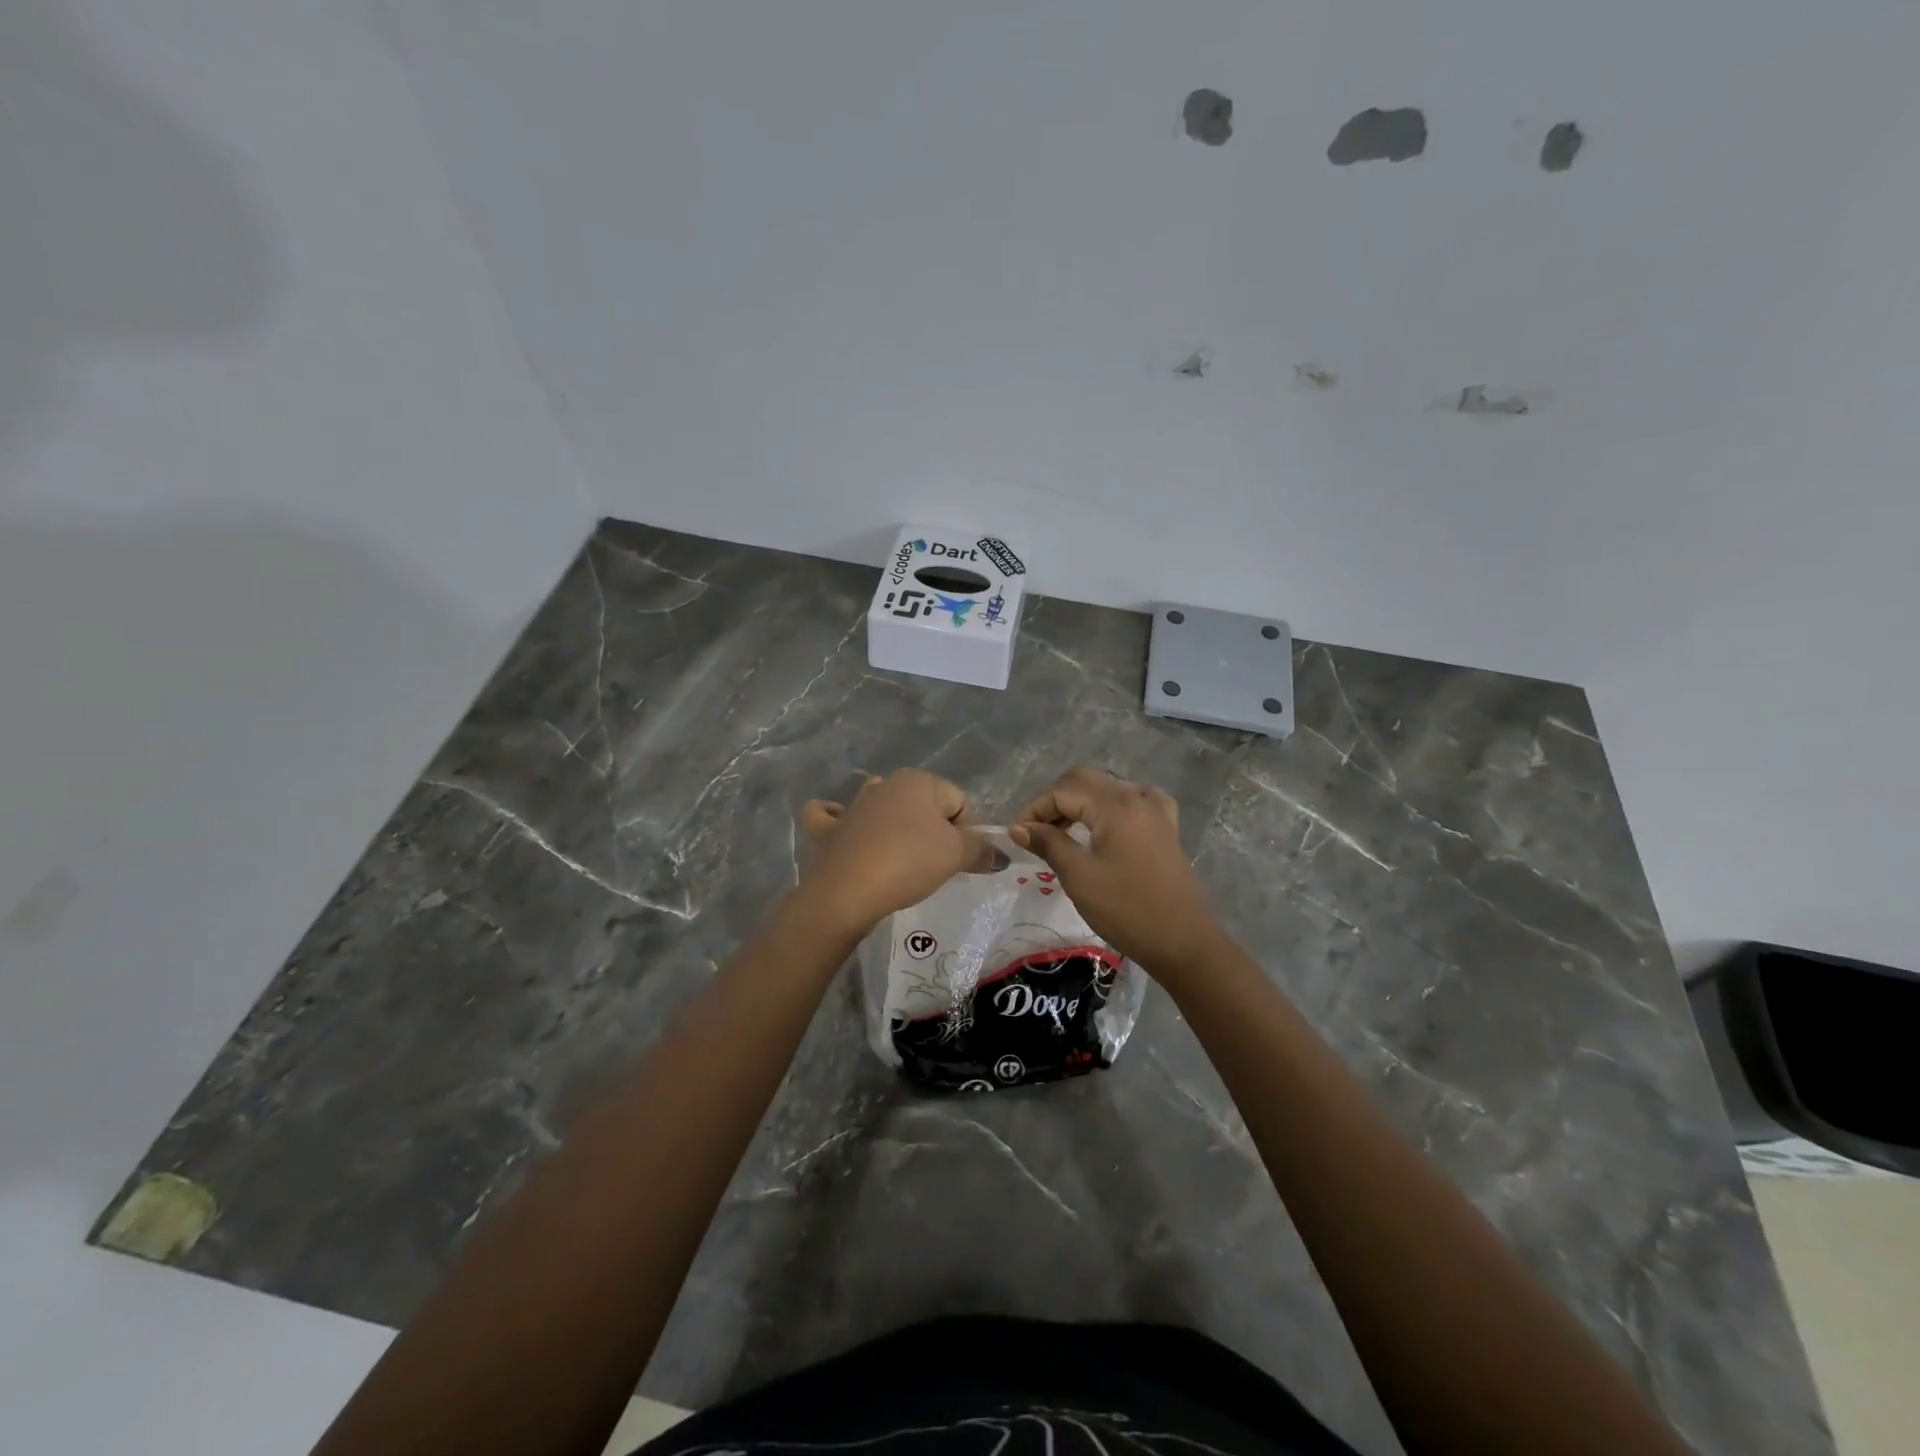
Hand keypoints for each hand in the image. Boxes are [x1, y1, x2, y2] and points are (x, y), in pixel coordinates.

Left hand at [796, 769, 981, 935]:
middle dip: (933, 831)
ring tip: (901, 858)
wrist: (848, 890)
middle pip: (923, 806)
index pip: (959, 802)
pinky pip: (834, 817)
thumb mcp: (956, 855)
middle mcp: (885, 784)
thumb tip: (999, 853)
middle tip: (936, 866)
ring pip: (882, 807)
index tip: (963, 861)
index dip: (968, 832)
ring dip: (893, 825)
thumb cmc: (909, 862)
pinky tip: (843, 829)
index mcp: (919, 780)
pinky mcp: (830, 829)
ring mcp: (854, 805)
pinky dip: (838, 821)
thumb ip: (981, 849)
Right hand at [1010, 767, 1222, 973]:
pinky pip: (1136, 800)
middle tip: (1036, 831)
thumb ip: (1048, 843)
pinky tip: (1107, 824)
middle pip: (1085, 780)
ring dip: (1081, 801)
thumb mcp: (1079, 877)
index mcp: (1115, 806)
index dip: (1034, 809)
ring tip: (1063, 831)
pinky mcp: (1166, 828)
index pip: (1063, 791)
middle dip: (1055, 800)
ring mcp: (1156, 811)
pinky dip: (1113, 805)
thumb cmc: (1126, 910)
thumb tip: (1020, 828)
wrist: (1183, 942)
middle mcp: (1136, 798)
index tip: (1017, 835)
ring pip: (1109, 788)